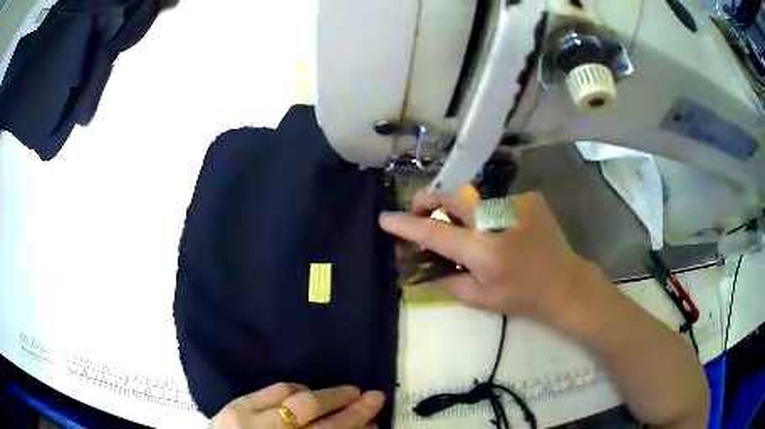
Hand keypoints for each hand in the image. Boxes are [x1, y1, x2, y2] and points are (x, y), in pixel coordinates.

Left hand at [212, 383, 384, 428]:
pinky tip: (307, 392)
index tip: (376, 413)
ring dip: (322, 394)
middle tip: (372, 395)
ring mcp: (247, 416)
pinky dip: (294, 389)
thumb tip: (360, 427)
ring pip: (292, 396)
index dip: (354, 421)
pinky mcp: (234, 405)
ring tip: (344, 393)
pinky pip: (272, 388)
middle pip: (312, 412)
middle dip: (346, 404)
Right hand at [379, 189, 596, 327]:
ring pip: (474, 200)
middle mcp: (498, 220)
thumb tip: (426, 264)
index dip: (407, 225)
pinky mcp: (529, 198)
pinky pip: (496, 203)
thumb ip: (449, 280)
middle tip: (419, 212)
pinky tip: (500, 232)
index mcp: (485, 251)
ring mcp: (517, 204)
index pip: (435, 233)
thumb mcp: (481, 299)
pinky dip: (488, 215)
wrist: (566, 284)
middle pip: (451, 196)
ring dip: (462, 213)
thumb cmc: (523, 298)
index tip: (385, 218)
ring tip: (467, 231)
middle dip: (428, 200)